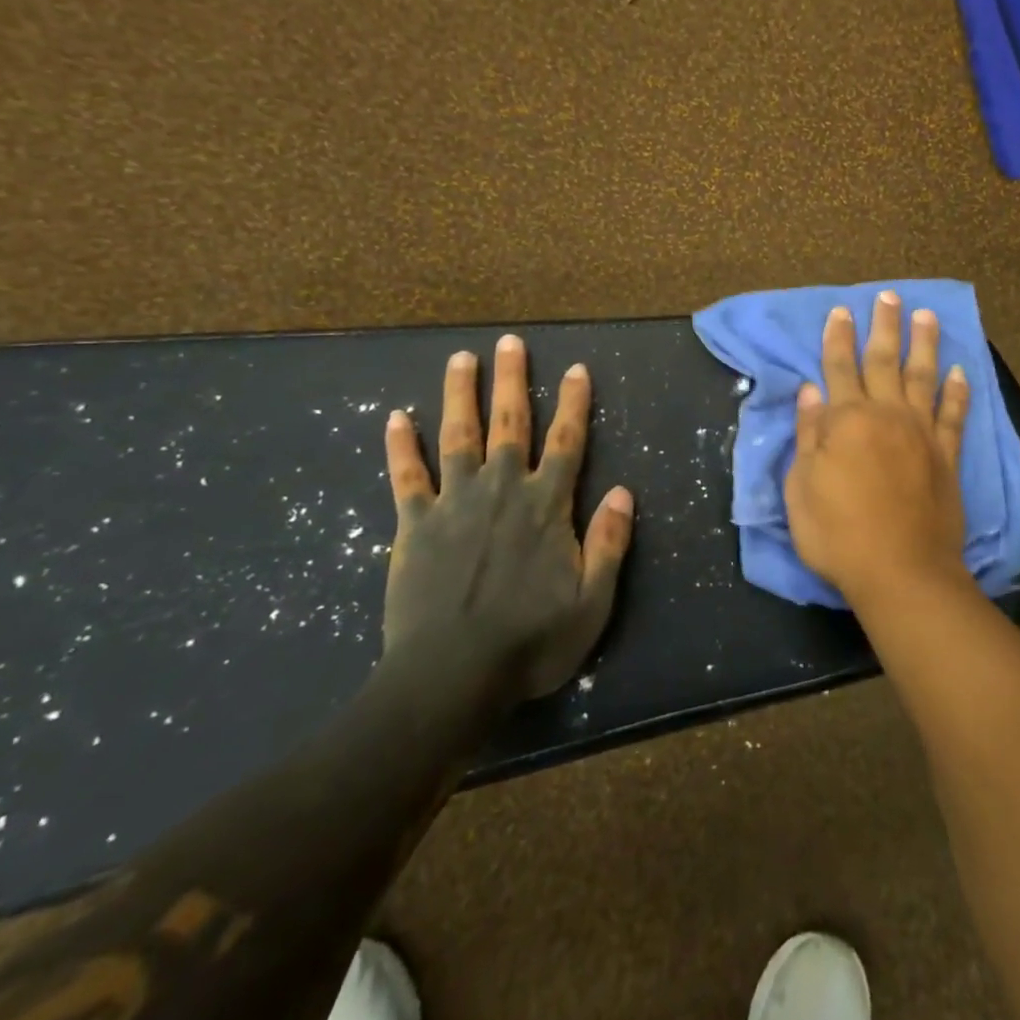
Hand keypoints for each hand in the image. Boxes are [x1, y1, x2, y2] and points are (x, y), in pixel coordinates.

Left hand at [382, 335, 633, 699]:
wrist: (451, 677)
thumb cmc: (530, 643)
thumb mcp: (592, 603)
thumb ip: (610, 543)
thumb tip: (625, 491)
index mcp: (546, 506)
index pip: (566, 442)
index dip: (574, 404)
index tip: (576, 369)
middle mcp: (502, 490)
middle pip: (509, 424)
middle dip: (512, 381)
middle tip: (510, 342)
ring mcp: (454, 503)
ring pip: (457, 436)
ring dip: (459, 395)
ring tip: (460, 358)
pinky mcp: (414, 525)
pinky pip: (406, 477)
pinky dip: (400, 446)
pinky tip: (395, 417)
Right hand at [785, 291, 971, 605]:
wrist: (901, 571)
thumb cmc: (838, 533)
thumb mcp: (802, 487)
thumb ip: (808, 434)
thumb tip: (810, 391)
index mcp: (846, 421)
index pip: (839, 368)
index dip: (837, 338)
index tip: (841, 310)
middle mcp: (886, 415)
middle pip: (883, 361)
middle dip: (883, 326)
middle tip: (888, 295)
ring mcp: (921, 433)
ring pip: (923, 377)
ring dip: (924, 344)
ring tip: (926, 315)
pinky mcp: (946, 456)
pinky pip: (954, 415)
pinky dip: (958, 391)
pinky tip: (960, 371)